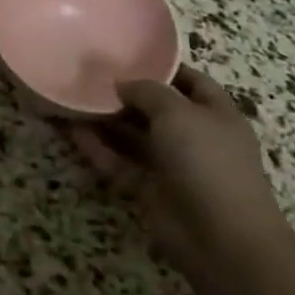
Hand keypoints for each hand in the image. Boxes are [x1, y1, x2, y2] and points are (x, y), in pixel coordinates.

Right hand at [70, 64, 293, 280]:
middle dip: (126, 93)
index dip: (163, 68)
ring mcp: (173, 166)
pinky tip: (72, 131)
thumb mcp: (178, 112)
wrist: (222, 240)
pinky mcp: (151, 190)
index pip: (191, 81)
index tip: (127, 55)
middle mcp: (195, 137)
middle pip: (156, 109)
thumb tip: (122, 83)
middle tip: (89, 74)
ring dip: (106, 120)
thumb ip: (147, 91)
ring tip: (73, 98)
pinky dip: (99, 148)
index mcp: (216, 114)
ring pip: (134, 136)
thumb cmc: (207, 162)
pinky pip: (121, 163)